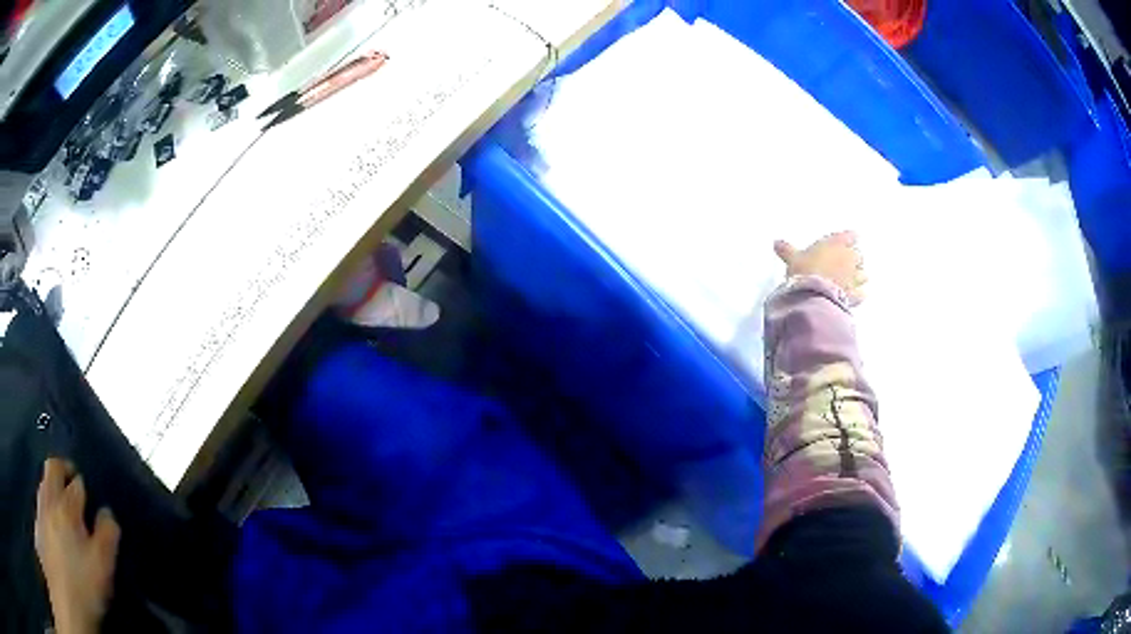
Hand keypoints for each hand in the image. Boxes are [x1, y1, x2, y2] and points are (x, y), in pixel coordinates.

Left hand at [35, 458, 119, 633]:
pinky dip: (46, 511)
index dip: (85, 486)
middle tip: (74, 482)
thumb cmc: (82, 586)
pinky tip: (52, 530)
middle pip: (53, 470)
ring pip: (44, 488)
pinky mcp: (37, 528)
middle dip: (63, 470)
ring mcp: (39, 513)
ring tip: (63, 507)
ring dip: (52, 490)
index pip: (77, 483)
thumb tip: (108, 514)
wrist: (65, 595)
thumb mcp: (101, 568)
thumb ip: (106, 538)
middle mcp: (49, 500)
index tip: (94, 496)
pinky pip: (40, 509)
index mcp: (66, 507)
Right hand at [774, 231, 866, 304]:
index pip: (851, 236)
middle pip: (858, 255)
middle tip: (845, 264)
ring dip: (859, 276)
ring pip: (864, 274)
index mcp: (836, 243)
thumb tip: (776, 243)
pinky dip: (860, 294)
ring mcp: (854, 277)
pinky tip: (855, 295)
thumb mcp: (792, 258)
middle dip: (854, 259)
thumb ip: (787, 250)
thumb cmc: (804, 270)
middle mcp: (849, 258)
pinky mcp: (856, 295)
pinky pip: (863, 293)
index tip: (849, 241)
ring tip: (851, 280)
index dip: (850, 239)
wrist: (812, 295)